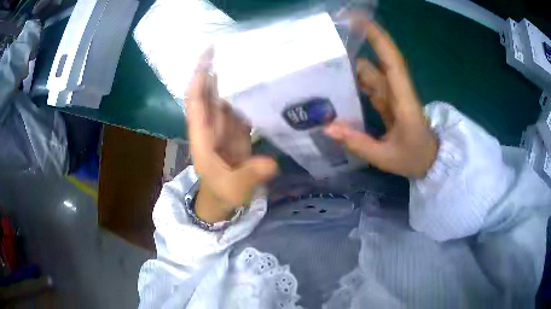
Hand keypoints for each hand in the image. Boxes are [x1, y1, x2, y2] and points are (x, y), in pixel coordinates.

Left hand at [186, 50, 277, 222]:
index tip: (209, 55)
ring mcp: (225, 127)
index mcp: (202, 136)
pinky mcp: (238, 131)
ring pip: (226, 97)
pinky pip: (241, 108)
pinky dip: (248, 96)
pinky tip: (262, 84)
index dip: (199, 77)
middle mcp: (211, 126)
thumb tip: (271, 162)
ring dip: (235, 79)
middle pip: (212, 92)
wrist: (224, 201)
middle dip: (219, 70)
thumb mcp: (234, 188)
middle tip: (238, 48)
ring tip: (253, 60)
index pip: (196, 101)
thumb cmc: (222, 193)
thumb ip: (250, 175)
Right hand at [325, 13, 437, 178]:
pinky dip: (353, 84)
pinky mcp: (388, 102)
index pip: (392, 61)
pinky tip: (336, 88)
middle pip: (374, 64)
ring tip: (322, 69)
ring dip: (349, 69)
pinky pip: (369, 86)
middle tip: (323, 49)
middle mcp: (397, 91)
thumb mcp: (386, 157)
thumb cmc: (415, 158)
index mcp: (403, 100)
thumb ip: (358, 143)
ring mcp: (392, 96)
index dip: (378, 38)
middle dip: (352, 52)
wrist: (430, 161)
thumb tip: (327, 127)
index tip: (359, 20)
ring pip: (370, 74)